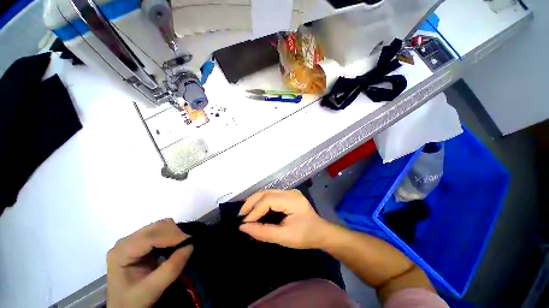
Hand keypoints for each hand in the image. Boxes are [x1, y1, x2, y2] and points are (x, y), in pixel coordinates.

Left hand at [107, 218, 192, 307]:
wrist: (125, 307)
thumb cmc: (133, 301)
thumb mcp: (151, 290)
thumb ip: (170, 269)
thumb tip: (190, 246)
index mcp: (121, 252)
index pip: (150, 237)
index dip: (171, 236)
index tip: (189, 242)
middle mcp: (126, 241)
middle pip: (156, 227)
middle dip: (174, 234)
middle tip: (186, 246)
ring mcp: (133, 240)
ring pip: (160, 226)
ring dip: (174, 234)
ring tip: (180, 247)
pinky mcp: (141, 242)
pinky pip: (161, 231)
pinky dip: (171, 236)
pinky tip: (173, 247)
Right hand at [238, 189, 330, 248]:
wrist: (321, 233)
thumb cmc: (305, 236)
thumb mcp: (284, 237)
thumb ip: (263, 232)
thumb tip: (243, 227)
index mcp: (292, 200)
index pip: (268, 200)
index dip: (255, 211)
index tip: (244, 223)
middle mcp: (290, 192)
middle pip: (266, 193)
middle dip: (251, 202)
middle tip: (240, 215)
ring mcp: (289, 192)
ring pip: (267, 193)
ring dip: (255, 202)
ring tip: (245, 213)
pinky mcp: (288, 196)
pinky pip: (271, 196)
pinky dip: (261, 203)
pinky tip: (256, 210)